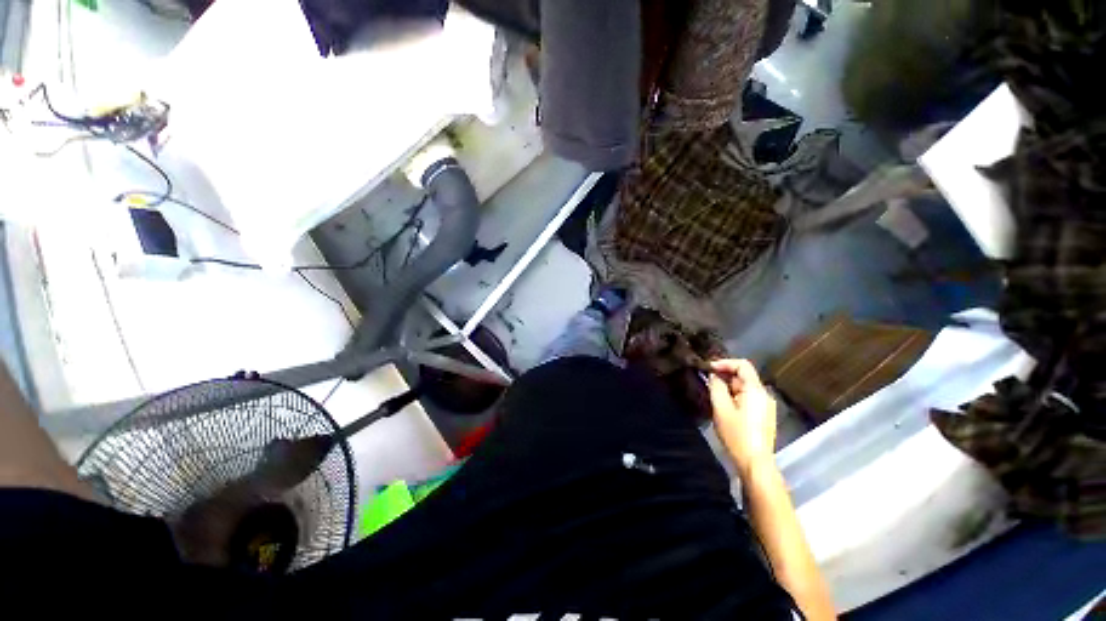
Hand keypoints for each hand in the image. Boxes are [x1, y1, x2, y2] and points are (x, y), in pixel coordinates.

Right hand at [707, 359, 776, 473]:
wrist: (755, 462)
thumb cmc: (737, 434)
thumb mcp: (721, 408)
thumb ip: (716, 387)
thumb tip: (713, 375)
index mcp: (755, 390)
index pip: (742, 365)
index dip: (724, 363)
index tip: (707, 368)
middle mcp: (764, 394)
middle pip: (743, 376)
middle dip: (724, 376)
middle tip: (706, 381)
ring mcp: (765, 406)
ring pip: (744, 387)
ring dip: (728, 386)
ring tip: (712, 393)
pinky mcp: (763, 415)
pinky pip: (747, 398)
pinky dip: (734, 395)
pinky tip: (723, 405)